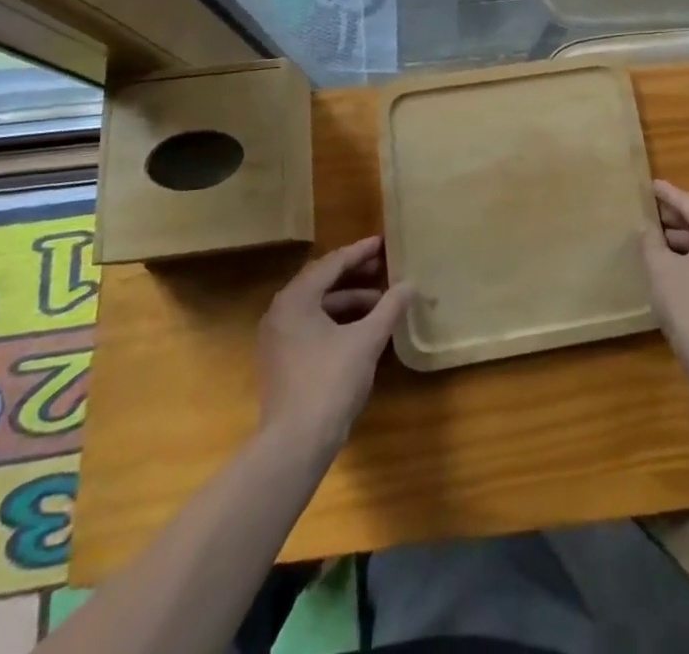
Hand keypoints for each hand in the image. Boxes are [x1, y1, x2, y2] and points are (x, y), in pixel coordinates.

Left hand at [256, 237, 413, 451]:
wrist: (294, 445)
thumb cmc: (329, 382)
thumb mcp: (366, 341)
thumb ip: (389, 308)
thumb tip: (411, 285)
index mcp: (295, 299)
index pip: (331, 264)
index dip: (360, 252)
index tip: (383, 243)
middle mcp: (280, 312)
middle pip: (322, 282)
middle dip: (355, 275)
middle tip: (384, 267)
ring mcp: (277, 339)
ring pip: (317, 307)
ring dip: (349, 300)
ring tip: (381, 302)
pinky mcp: (281, 361)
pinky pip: (312, 326)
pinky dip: (337, 321)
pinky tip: (362, 329)